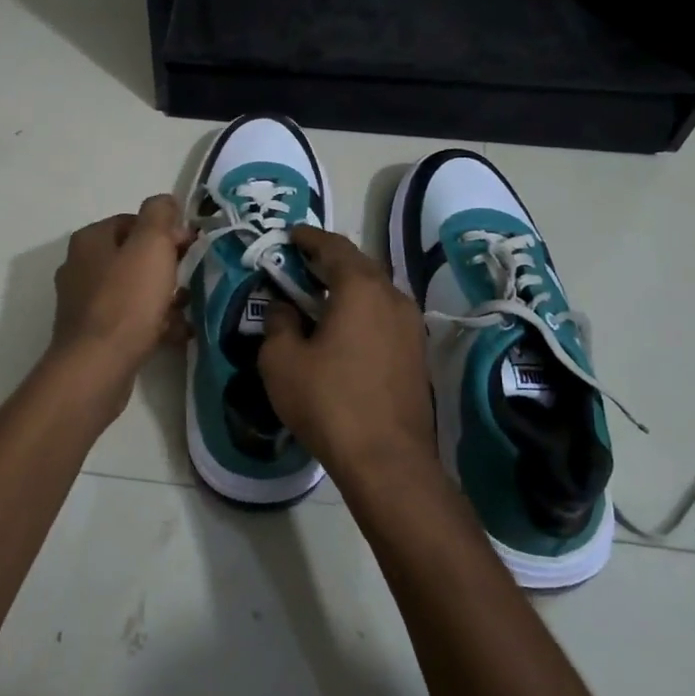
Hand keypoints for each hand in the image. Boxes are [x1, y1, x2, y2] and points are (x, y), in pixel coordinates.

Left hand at [50, 195, 193, 375]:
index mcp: (90, 240)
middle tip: (191, 279)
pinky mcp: (93, 335)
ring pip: (133, 290)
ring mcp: (84, 303)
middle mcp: (81, 267)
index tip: (190, 248)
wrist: (98, 366)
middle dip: (166, 266)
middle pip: (133, 257)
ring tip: (188, 308)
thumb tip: (165, 202)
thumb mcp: (151, 245)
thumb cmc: (127, 300)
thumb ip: (160, 215)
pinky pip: (130, 320)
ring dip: (163, 296)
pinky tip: (176, 333)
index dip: (165, 231)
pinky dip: (153, 323)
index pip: (133, 221)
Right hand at [258, 226, 437, 486]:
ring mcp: (410, 326)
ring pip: (375, 291)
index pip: (333, 246)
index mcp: (360, 288)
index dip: (309, 238)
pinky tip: (343, 330)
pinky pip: (384, 316)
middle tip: (300, 264)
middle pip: (358, 265)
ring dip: (347, 287)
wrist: (387, 459)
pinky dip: (362, 311)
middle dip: (328, 260)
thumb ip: (278, 322)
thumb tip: (284, 307)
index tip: (290, 235)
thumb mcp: (282, 360)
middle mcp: (393, 297)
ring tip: (319, 296)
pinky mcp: (416, 353)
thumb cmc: (328, 402)